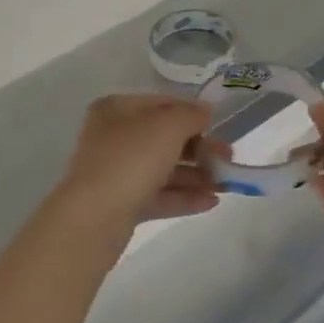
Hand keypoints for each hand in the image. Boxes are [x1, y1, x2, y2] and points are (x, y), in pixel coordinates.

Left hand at [53, 93, 227, 232]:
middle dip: (200, 149)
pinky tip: (212, 202)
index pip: (163, 104)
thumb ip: (191, 114)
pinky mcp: (121, 204)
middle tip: (229, 158)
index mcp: (118, 110)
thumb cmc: (132, 159)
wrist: (94, 218)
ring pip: (163, 169)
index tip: (220, 126)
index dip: (193, 113)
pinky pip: (158, 195)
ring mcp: (116, 173)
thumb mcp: (169, 126)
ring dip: (197, 175)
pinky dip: (184, 197)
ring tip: (227, 184)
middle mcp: (113, 137)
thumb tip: (205, 111)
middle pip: (165, 138)